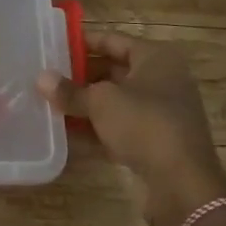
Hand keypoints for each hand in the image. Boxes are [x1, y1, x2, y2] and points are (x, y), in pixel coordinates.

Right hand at [37, 31, 225, 225]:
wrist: (183, 186)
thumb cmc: (144, 125)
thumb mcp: (101, 102)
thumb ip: (70, 91)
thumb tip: (41, 79)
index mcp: (155, 58)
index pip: (113, 40)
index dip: (83, 43)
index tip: (53, 47)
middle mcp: (163, 79)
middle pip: (114, 70)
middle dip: (82, 76)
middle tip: (49, 79)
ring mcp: (162, 112)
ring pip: (117, 101)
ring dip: (88, 104)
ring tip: (52, 104)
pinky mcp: (158, 142)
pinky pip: (122, 126)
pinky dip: (99, 128)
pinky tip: (70, 134)